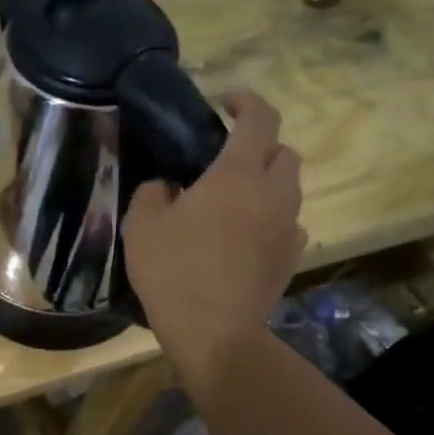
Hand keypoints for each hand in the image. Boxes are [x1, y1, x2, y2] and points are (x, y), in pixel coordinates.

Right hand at [122, 91, 305, 385]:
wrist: (215, 332)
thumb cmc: (174, 271)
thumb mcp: (142, 225)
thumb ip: (152, 192)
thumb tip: (167, 186)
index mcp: (237, 175)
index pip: (260, 119)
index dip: (247, 101)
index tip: (226, 102)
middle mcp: (273, 194)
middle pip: (285, 152)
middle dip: (262, 145)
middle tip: (228, 157)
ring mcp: (288, 227)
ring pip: (290, 188)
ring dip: (267, 182)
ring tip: (234, 198)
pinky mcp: (291, 257)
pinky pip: (289, 223)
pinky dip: (271, 217)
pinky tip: (246, 234)